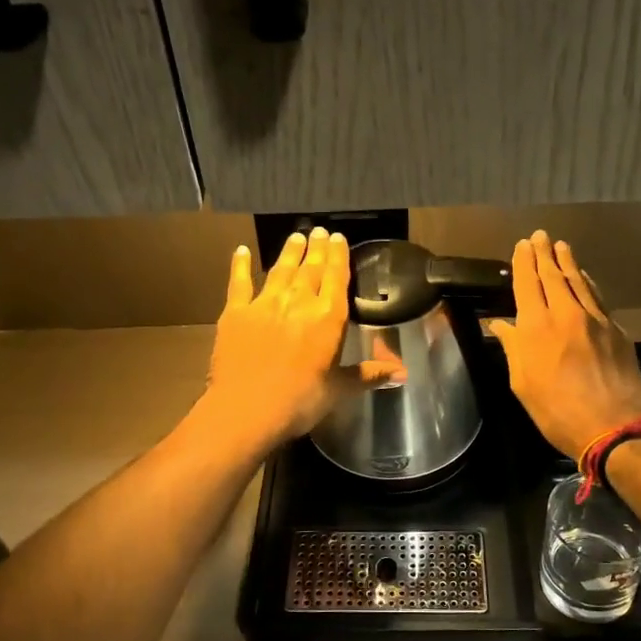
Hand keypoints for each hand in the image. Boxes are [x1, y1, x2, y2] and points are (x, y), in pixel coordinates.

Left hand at [197, 229, 402, 453]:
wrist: (246, 410)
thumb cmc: (300, 402)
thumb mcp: (339, 390)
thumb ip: (369, 375)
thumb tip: (404, 374)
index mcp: (328, 318)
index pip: (337, 278)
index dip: (339, 256)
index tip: (338, 238)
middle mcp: (299, 302)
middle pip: (311, 269)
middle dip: (317, 249)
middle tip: (319, 230)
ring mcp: (265, 304)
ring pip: (281, 270)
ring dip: (289, 252)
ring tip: (296, 236)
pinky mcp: (235, 313)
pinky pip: (239, 282)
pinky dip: (240, 265)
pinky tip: (240, 251)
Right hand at [490, 230, 640, 459]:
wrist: (611, 426)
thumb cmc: (556, 411)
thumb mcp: (522, 384)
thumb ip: (513, 348)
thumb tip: (501, 324)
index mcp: (536, 328)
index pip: (527, 284)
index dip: (523, 263)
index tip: (522, 246)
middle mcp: (565, 315)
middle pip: (553, 276)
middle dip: (544, 254)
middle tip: (540, 236)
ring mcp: (595, 320)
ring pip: (579, 282)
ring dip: (568, 262)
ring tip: (561, 246)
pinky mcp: (616, 330)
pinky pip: (598, 298)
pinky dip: (588, 283)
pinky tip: (585, 277)